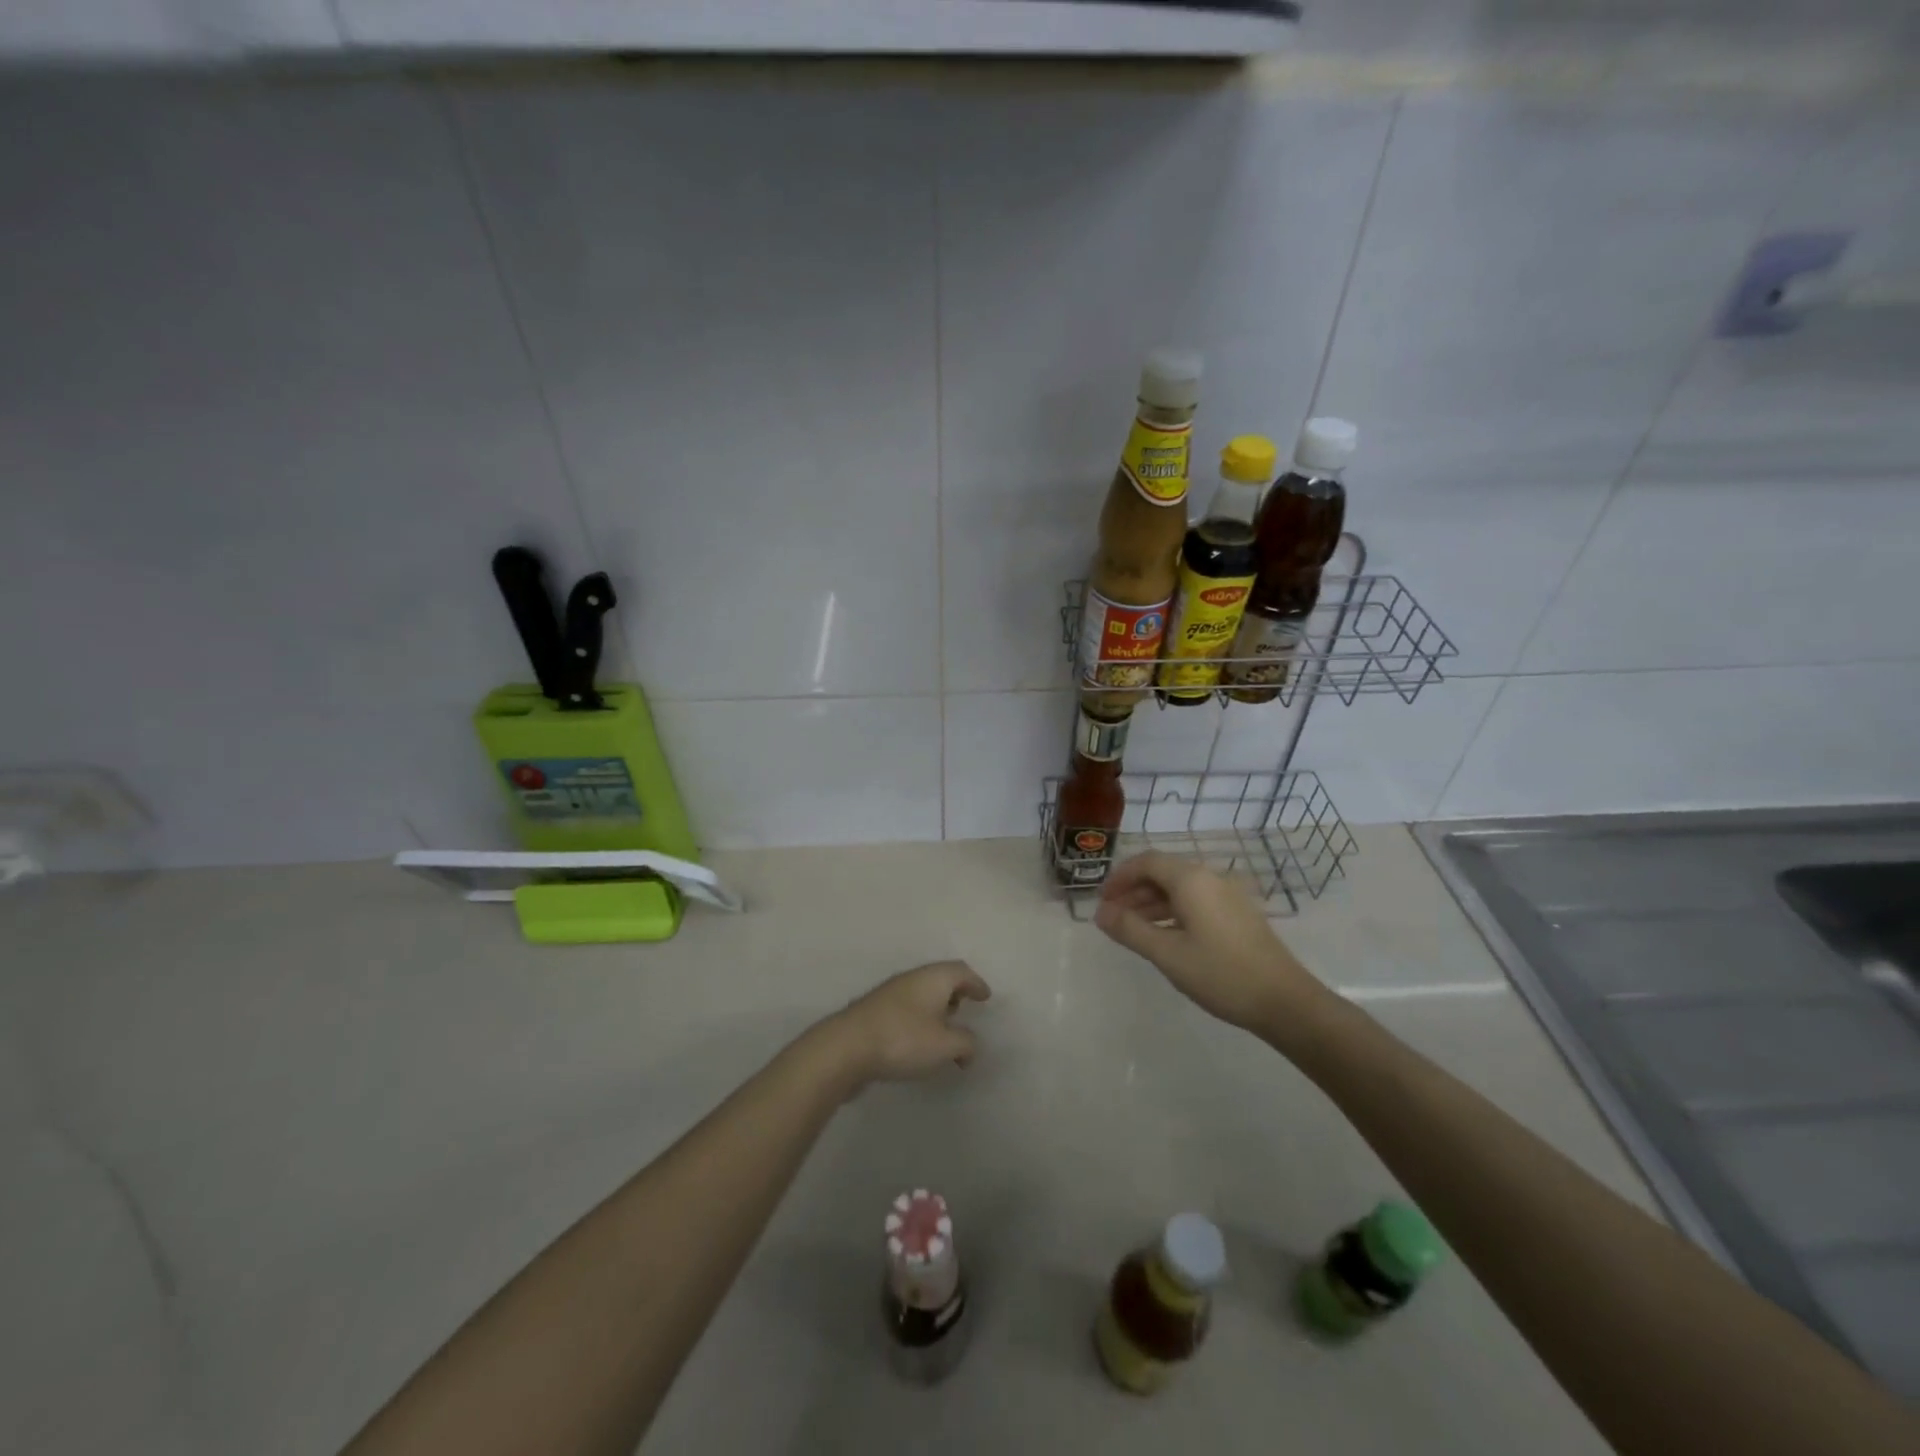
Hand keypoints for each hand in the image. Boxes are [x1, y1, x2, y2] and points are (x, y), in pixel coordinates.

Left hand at [817, 961, 991, 1089]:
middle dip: (955, 993)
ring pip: (921, 994)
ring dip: (936, 1009)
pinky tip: (918, 1043)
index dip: (976, 983)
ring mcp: (889, 994)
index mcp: (932, 978)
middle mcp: (911, 979)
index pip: (961, 971)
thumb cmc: (902, 1039)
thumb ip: (966, 1043)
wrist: (845, 1048)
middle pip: (940, 978)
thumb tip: (970, 1045)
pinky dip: (920, 1021)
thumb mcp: (945, 1045)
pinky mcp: (874, 1013)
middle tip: (965, 1009)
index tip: (986, 997)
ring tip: (944, 1032)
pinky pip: (907, 1010)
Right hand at [1094, 852, 1325, 1032]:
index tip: (1102, 899)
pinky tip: (1165, 936)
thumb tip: (1100, 913)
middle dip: (1134, 890)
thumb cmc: (1220, 974)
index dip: (1120, 876)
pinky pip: (1196, 901)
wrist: (1284, 1001)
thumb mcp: (1167, 954)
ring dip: (1152, 903)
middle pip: (1163, 872)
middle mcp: (1210, 878)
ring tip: (1132, 929)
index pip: (1147, 862)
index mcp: (1191, 880)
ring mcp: (1228, 895)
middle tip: (1112, 916)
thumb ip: (1130, 930)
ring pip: (1180, 888)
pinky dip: (1173, 911)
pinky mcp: (1238, 914)